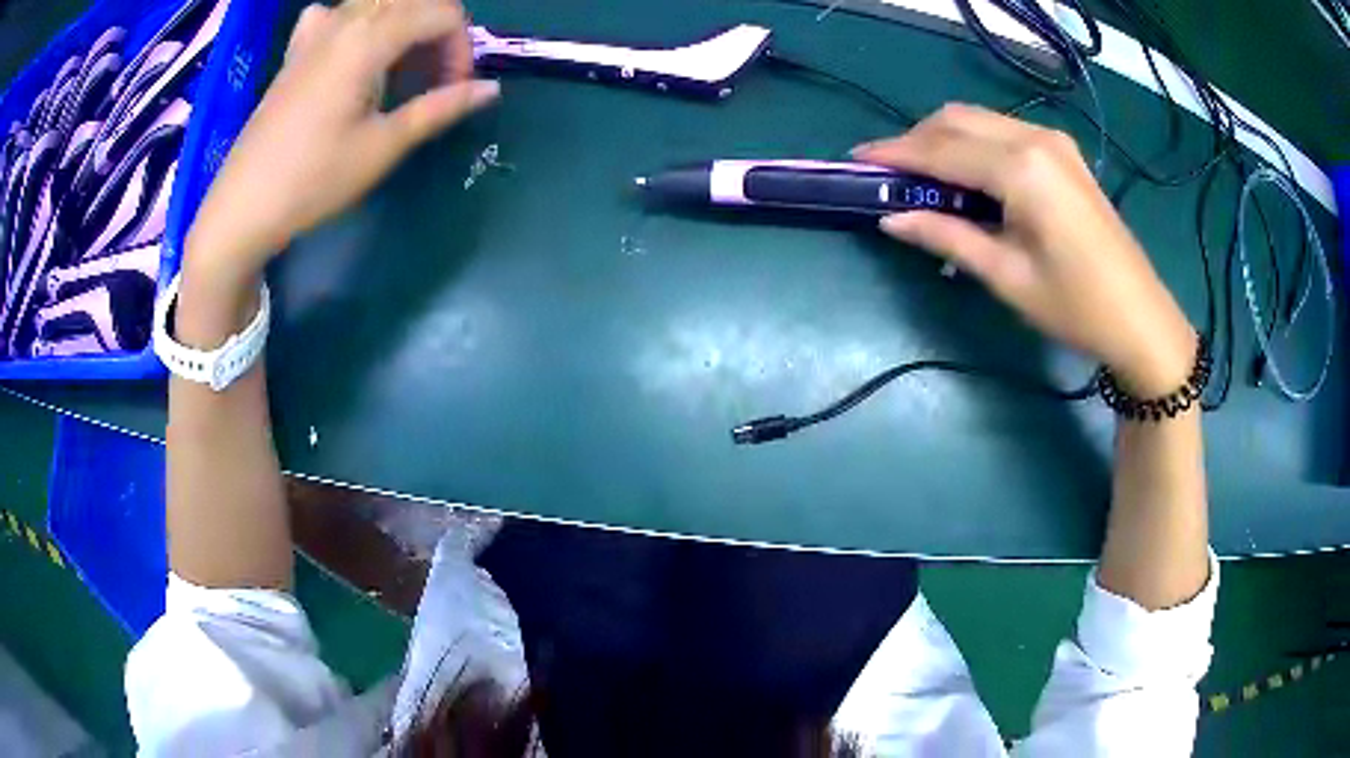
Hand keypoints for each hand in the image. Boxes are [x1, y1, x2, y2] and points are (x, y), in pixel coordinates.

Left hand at [187, 0, 497, 284]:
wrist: (243, 207)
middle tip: (434, 80)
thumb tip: (490, 90)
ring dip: (403, 26)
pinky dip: (357, 24)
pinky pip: (335, 14)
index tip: (454, 91)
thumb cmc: (313, 181)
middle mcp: (344, 21)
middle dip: (437, 33)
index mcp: (368, 38)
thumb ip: (438, 109)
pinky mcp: (296, 51)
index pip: (442, 13)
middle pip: (413, 0)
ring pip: (377, 3)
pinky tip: (353, 50)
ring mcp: (315, 33)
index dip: (461, 48)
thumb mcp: (383, 146)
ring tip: (400, 70)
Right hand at [854, 104, 1195, 397]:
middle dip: (915, 141)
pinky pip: (1002, 132)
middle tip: (888, 174)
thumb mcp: (1007, 276)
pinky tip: (965, 177)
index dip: (895, 154)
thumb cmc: (1076, 307)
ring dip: (943, 140)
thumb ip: (947, 237)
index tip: (856, 161)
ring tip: (920, 178)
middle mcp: (1034, 138)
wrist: (1141, 318)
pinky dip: (973, 145)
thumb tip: (891, 218)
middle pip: (956, 119)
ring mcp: (1052, 141)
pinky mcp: (1062, 153)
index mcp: (1021, 168)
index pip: (941, 149)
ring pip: (978, 120)